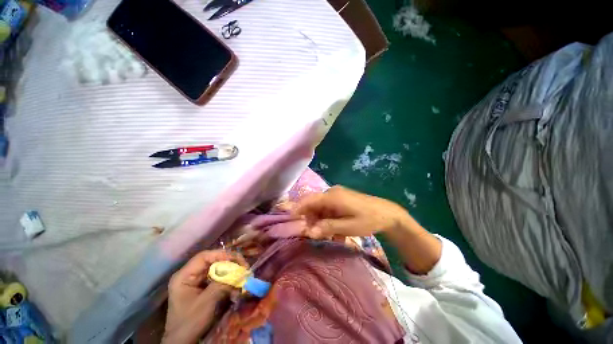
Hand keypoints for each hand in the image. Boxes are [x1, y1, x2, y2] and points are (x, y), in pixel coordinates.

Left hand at [163, 250, 247, 343]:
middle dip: (229, 262)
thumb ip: (222, 284)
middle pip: (212, 261)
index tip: (238, 260)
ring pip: (216, 268)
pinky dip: (227, 279)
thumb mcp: (206, 303)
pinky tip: (235, 284)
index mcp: (184, 276)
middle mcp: (190, 274)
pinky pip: (217, 277)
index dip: (222, 255)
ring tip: (242, 274)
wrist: (183, 342)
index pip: (204, 257)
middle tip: (243, 266)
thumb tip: (240, 272)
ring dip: (230, 271)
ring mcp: (196, 281)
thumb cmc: (190, 322)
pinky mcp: (202, 287)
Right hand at [293, 185, 410, 238]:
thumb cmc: (368, 220)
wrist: (387, 213)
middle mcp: (332, 193)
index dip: (298, 208)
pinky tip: (336, 231)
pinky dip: (328, 219)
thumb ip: (327, 228)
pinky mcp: (341, 199)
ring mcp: (337, 195)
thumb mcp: (348, 227)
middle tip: (312, 234)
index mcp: (332, 196)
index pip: (309, 200)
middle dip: (311, 218)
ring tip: (327, 235)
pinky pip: (329, 208)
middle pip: (314, 204)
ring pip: (321, 207)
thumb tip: (309, 232)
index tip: (290, 220)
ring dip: (320, 221)